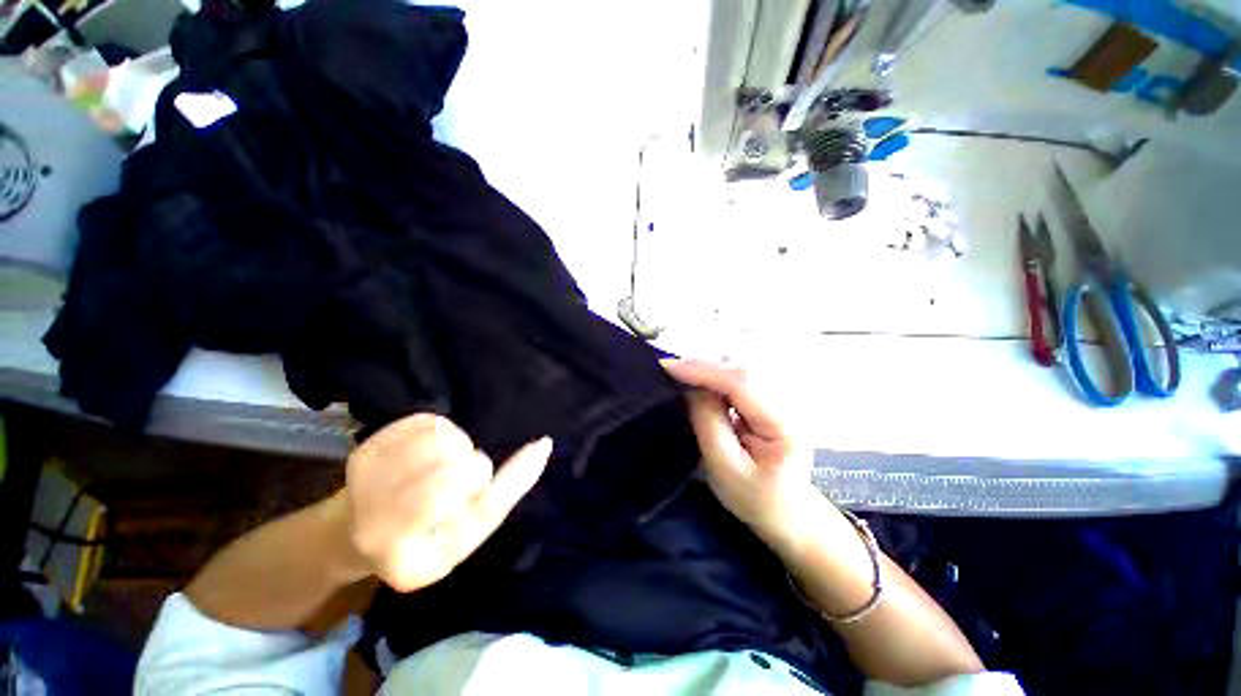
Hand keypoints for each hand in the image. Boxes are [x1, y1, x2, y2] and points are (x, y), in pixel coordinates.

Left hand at [343, 414, 551, 591]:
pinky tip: (426, 448)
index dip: (515, 476)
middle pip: (459, 471)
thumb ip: (504, 493)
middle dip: (473, 466)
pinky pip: (423, 423)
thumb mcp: (468, 532)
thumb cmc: (425, 537)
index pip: (477, 513)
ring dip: (456, 445)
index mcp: (414, 564)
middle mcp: (381, 532)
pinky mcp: (363, 454)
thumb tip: (541, 446)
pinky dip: (437, 430)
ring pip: (442, 441)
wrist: (358, 531)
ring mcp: (366, 490)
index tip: (541, 445)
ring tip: (442, 463)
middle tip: (460, 479)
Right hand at [662, 359, 814, 543]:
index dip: (704, 370)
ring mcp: (782, 397)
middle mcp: (788, 401)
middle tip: (669, 373)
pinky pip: (739, 377)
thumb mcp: (725, 468)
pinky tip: (700, 385)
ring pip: (739, 367)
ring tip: (681, 379)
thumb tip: (690, 385)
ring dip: (708, 369)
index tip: (668, 368)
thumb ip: (707, 422)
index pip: (742, 381)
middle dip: (703, 366)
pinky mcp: (771, 398)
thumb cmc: (756, 499)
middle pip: (741, 368)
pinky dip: (715, 376)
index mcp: (783, 423)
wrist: (789, 513)